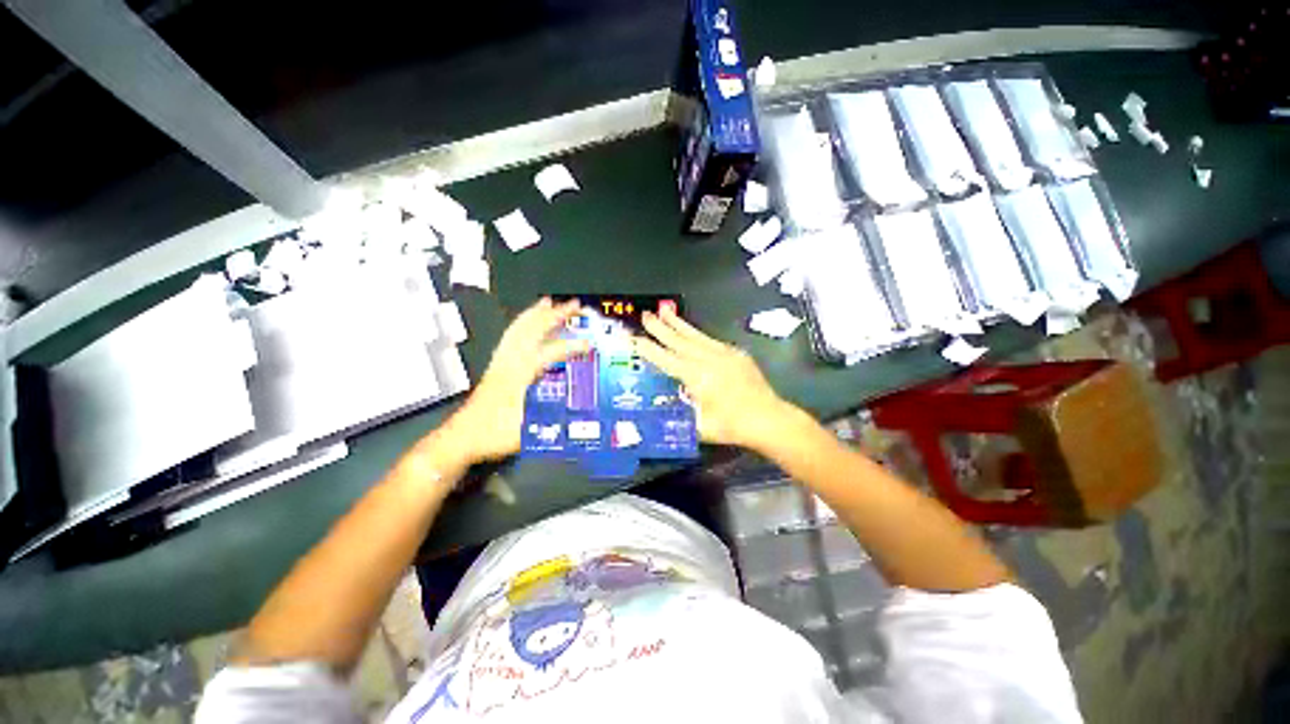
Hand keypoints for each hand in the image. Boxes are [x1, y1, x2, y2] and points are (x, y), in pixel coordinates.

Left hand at [441, 298, 588, 464]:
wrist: (461, 437)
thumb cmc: (494, 433)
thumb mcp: (529, 430)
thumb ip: (554, 418)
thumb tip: (580, 411)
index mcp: (520, 374)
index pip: (550, 352)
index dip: (572, 346)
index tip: (591, 342)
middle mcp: (510, 361)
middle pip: (533, 329)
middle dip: (555, 314)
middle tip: (574, 305)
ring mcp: (501, 361)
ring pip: (518, 329)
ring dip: (536, 313)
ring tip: (548, 302)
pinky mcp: (496, 366)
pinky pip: (510, 336)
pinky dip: (521, 324)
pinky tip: (527, 324)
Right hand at [634, 306, 793, 450]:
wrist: (769, 418)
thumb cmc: (732, 426)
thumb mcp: (699, 427)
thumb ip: (678, 416)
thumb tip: (662, 411)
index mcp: (697, 376)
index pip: (666, 359)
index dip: (648, 349)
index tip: (633, 338)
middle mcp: (708, 359)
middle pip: (679, 340)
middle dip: (660, 327)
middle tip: (645, 315)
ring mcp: (724, 353)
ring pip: (695, 335)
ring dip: (678, 323)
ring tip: (665, 310)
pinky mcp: (735, 354)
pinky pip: (710, 340)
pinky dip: (697, 334)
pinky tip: (691, 332)